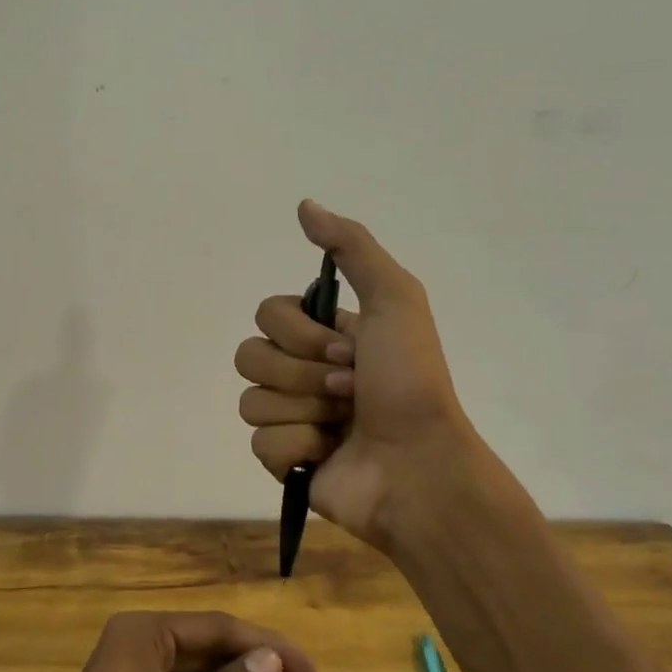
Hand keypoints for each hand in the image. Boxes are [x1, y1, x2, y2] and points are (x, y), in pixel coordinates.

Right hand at [235, 200, 480, 550]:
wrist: (420, 465)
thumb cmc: (410, 381)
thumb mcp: (394, 299)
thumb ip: (351, 248)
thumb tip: (304, 205)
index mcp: (323, 335)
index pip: (267, 315)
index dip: (300, 333)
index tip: (348, 350)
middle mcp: (302, 371)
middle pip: (250, 356)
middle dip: (302, 374)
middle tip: (348, 389)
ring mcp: (291, 417)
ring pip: (251, 401)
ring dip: (303, 411)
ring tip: (341, 426)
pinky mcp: (284, 462)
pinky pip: (260, 443)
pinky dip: (297, 448)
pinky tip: (327, 455)